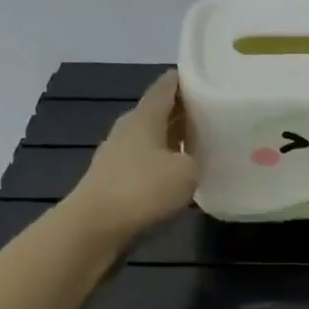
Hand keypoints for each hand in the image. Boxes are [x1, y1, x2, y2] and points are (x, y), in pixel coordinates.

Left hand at [62, 70, 197, 247]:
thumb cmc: (142, 190)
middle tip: (214, 116)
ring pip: (152, 139)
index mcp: (145, 116)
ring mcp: (117, 156)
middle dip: (185, 112)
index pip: (167, 85)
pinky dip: (163, 164)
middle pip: (159, 112)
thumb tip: (190, 159)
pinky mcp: (114, 181)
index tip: (210, 80)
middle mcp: (128, 129)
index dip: (187, 79)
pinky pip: (145, 164)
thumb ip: (195, 158)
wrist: (93, 228)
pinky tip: (179, 177)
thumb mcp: (186, 172)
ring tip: (202, 147)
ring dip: (174, 140)